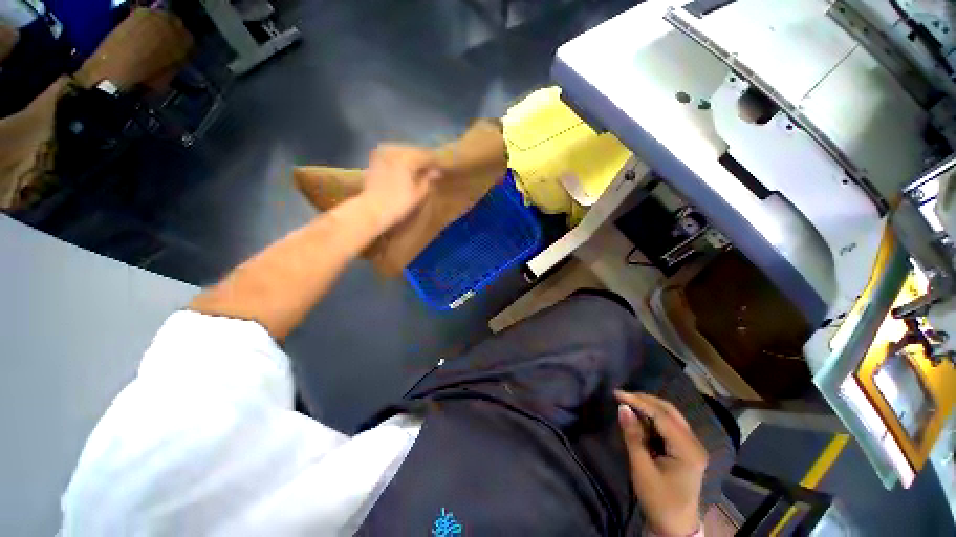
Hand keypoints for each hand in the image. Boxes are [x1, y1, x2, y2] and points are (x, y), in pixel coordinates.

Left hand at [361, 144, 441, 229]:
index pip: (427, 155)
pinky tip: (404, 168)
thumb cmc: (399, 203)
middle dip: (423, 159)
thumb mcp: (419, 193)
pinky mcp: (375, 159)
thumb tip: (436, 172)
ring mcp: (383, 153)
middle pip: (414, 151)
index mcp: (408, 157)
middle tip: (432, 169)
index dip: (436, 162)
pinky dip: (400, 160)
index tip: (442, 169)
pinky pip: (392, 155)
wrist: (372, 209)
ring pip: (403, 151)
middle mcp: (395, 150)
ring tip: (419, 169)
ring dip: (412, 159)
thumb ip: (428, 179)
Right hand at [615, 390, 706, 536]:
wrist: (675, 527)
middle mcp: (694, 442)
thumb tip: (622, 407)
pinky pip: (668, 425)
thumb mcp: (642, 469)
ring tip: (627, 403)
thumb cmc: (658, 500)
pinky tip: (639, 418)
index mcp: (687, 449)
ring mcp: (691, 445)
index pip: (661, 416)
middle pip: (669, 411)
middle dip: (644, 400)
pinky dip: (652, 419)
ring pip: (669, 416)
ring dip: (648, 408)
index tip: (616, 393)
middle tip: (621, 395)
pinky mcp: (685, 449)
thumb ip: (633, 436)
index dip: (638, 401)